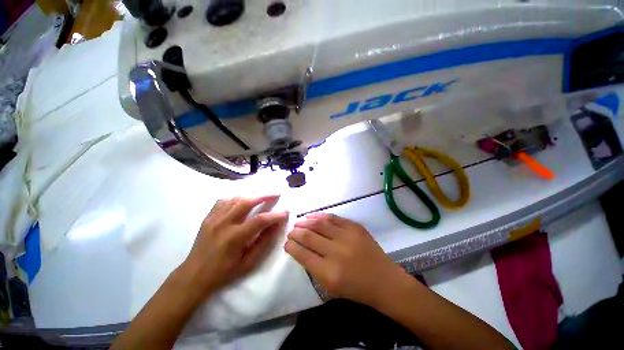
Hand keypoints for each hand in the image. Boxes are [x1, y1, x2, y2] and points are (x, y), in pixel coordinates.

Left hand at [179, 196, 288, 299]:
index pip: (260, 220)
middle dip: (264, 195)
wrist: (194, 275)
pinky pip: (224, 200)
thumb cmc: (224, 272)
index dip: (275, 215)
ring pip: (236, 197)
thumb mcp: (248, 263)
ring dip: (252, 194)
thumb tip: (277, 225)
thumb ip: (264, 242)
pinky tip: (243, 199)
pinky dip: (237, 197)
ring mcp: (214, 218)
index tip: (286, 212)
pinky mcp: (208, 217)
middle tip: (276, 193)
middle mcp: (223, 224)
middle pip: (247, 201)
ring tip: (263, 194)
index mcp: (234, 238)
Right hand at [285, 213, 408, 306]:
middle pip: (308, 236)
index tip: (287, 243)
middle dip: (296, 233)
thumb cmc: (356, 289)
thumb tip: (300, 248)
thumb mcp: (330, 286)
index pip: (302, 254)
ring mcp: (347, 237)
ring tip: (298, 222)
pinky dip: (320, 216)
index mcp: (328, 273)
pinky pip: (333, 217)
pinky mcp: (355, 227)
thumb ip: (313, 267)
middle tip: (291, 231)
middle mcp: (336, 252)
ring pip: (319, 224)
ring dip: (305, 222)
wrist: (385, 281)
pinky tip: (312, 216)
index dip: (291, 246)